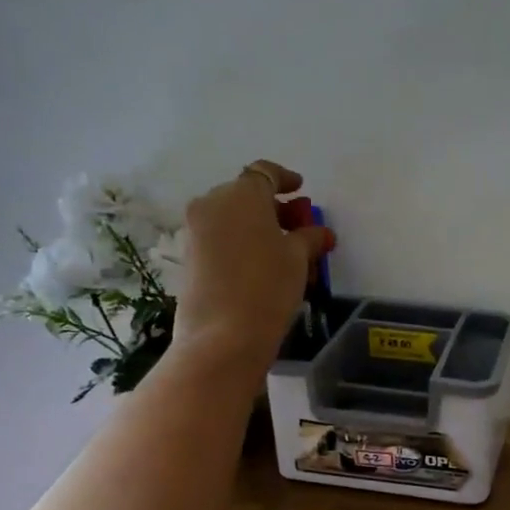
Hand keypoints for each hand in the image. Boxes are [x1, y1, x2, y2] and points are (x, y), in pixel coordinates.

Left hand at [172, 159, 334, 373]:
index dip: (286, 180)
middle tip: (300, 227)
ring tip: (287, 253)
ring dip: (260, 228)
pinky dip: (244, 244)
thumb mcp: (298, 258)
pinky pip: (222, 239)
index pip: (265, 173)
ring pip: (233, 219)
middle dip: (275, 208)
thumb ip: (309, 237)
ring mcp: (196, 231)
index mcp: (241, 194)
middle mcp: (212, 203)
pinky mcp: (190, 257)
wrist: (223, 336)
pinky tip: (264, 266)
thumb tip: (318, 233)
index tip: (302, 190)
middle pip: (247, 196)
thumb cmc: (268, 285)